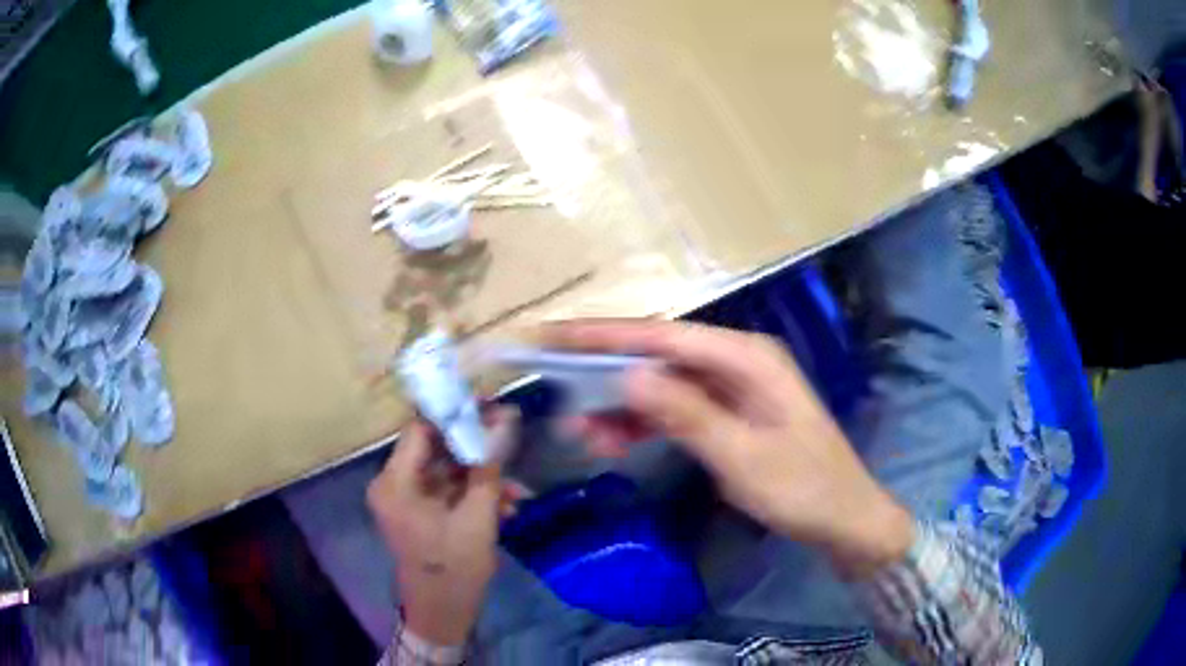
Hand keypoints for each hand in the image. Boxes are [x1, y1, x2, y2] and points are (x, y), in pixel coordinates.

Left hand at [366, 409, 520, 643]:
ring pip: (445, 471)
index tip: (492, 407)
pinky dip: (472, 495)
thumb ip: (488, 465)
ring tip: (516, 492)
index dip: (455, 414)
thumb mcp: (477, 517)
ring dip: (481, 477)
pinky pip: (445, 491)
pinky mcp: (417, 512)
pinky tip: (505, 507)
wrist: (443, 615)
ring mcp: (405, 499)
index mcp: (395, 483)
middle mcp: (392, 484)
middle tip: (511, 440)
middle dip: (476, 449)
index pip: (420, 429)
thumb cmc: (454, 568)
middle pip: (434, 449)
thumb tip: (506, 417)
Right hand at [545, 320, 913, 577]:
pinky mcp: (728, 413)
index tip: (556, 334)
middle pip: (659, 355)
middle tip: (553, 380)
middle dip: (605, 368)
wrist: (842, 518)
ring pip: (662, 385)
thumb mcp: (742, 456)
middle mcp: (737, 361)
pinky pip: (676, 409)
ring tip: (579, 429)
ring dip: (621, 404)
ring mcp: (732, 388)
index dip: (606, 334)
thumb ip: (686, 415)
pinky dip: (645, 423)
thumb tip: (627, 376)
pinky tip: (613, 440)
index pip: (664, 337)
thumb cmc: (802, 487)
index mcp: (747, 358)